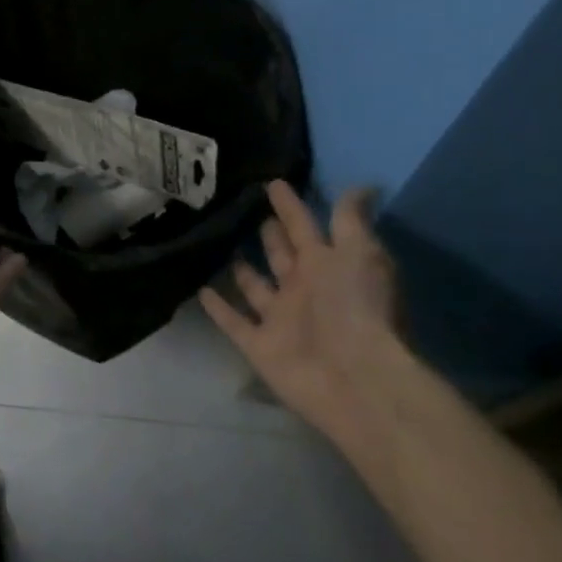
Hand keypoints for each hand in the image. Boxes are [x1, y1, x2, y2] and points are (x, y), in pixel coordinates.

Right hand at [199, 181, 406, 442]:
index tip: (272, 182)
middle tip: (245, 211)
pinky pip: (233, 321)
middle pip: (281, 257)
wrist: (356, 379)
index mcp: (326, 265)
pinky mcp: (259, 345)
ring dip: (241, 270)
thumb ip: (350, 220)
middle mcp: (303, 289)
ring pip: (255, 288)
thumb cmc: (359, 308)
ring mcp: (280, 318)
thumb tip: (363, 185)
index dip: (290, 205)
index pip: (304, 227)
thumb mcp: (360, 253)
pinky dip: (218, 308)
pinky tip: (199, 289)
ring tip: (220, 247)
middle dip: (269, 236)